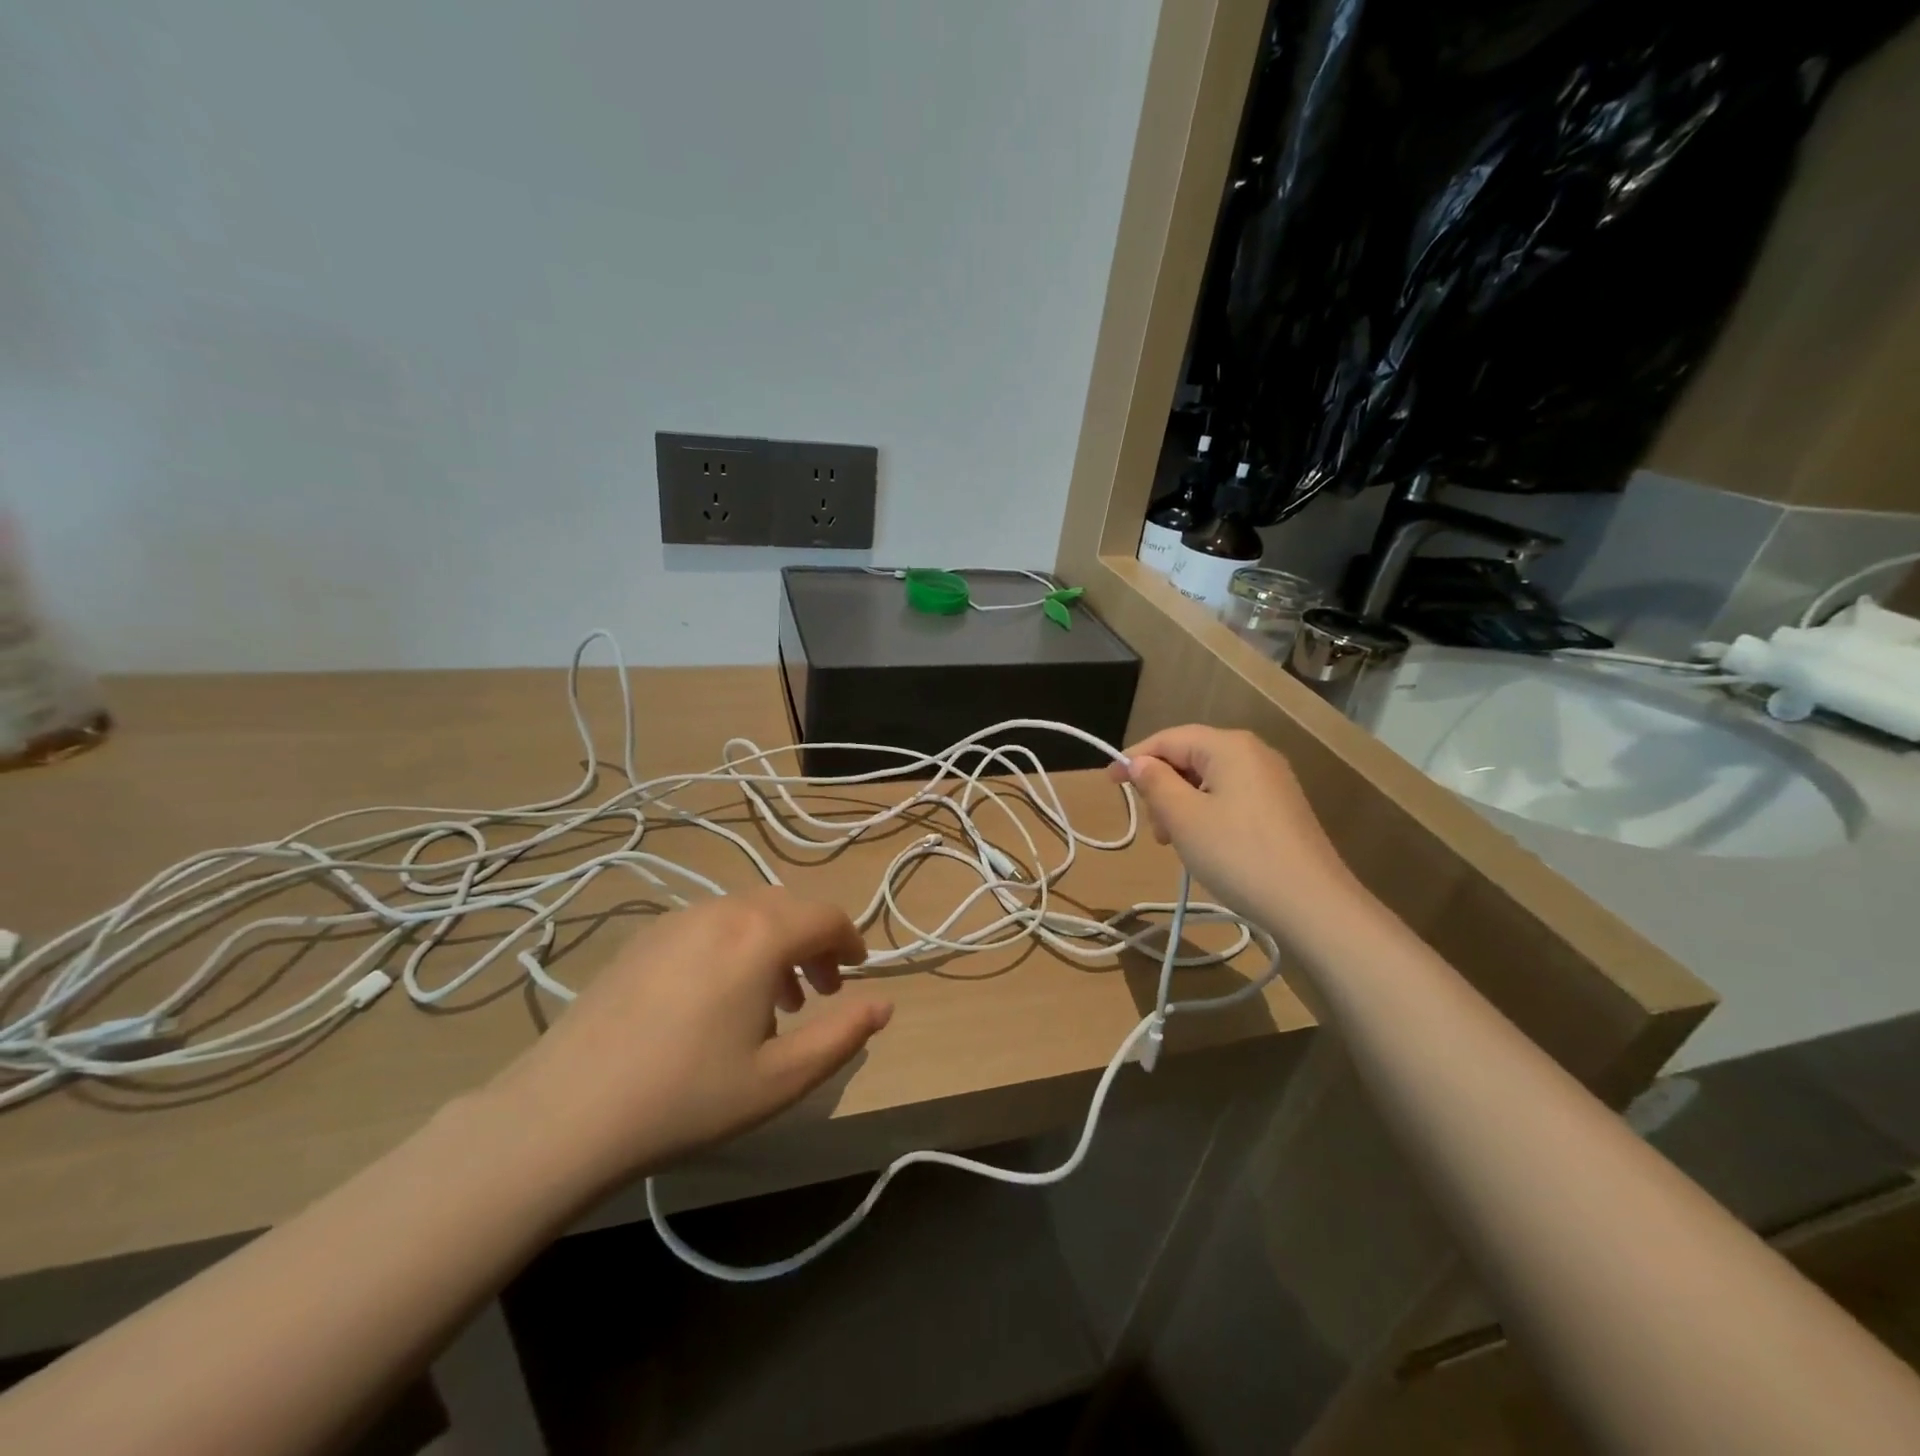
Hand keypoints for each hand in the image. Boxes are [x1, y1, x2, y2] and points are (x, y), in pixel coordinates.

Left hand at [485, 888, 889, 1195]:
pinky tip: (718, 998)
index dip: (850, 941)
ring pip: (748, 912)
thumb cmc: (688, 1096)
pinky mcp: (645, 937)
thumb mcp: (780, 1078)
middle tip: (820, 994)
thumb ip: (843, 1036)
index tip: (856, 974)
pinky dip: (736, 944)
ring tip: (773, 1001)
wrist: (567, 1112)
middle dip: (815, 943)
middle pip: (788, 907)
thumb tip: (884, 1004)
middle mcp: (722, 910)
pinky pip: (710, 923)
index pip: (825, 917)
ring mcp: (677, 919)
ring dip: (776, 943)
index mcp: (760, 935)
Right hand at [1108, 725, 1360, 934]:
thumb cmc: (1238, 854)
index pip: (1169, 739)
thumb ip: (1155, 783)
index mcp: (1229, 746)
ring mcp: (1272, 781)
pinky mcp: (1281, 808)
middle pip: (1190, 757)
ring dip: (1182, 805)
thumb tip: (1139, 762)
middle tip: (1154, 828)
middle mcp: (1254, 753)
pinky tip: (1204, 846)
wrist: (1312, 904)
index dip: (1134, 758)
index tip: (1108, 783)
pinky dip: (1206, 814)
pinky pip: (1230, 797)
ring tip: (1176, 843)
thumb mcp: (1184, 818)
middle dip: (1162, 787)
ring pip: (1209, 780)